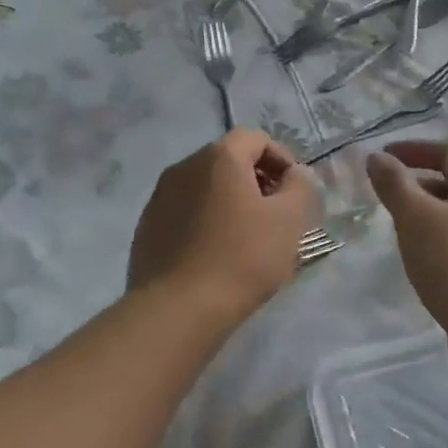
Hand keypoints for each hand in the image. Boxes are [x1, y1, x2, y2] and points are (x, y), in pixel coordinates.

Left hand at [128, 129, 318, 320]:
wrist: (177, 309)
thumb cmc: (242, 257)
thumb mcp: (289, 220)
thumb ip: (300, 186)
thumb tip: (296, 174)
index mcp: (219, 157)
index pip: (256, 138)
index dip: (282, 159)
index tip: (294, 192)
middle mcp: (184, 166)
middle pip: (228, 161)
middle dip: (256, 181)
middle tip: (275, 216)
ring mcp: (160, 197)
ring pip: (205, 188)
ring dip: (229, 202)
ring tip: (247, 239)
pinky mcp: (147, 227)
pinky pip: (184, 212)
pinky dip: (205, 222)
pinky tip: (215, 255)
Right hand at [366, 142, 447, 351]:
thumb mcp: (415, 219)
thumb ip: (395, 185)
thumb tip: (376, 157)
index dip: (415, 149)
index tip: (385, 157)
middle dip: (421, 182)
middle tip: (390, 195)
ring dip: (430, 213)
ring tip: (401, 229)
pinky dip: (441, 239)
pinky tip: (424, 259)